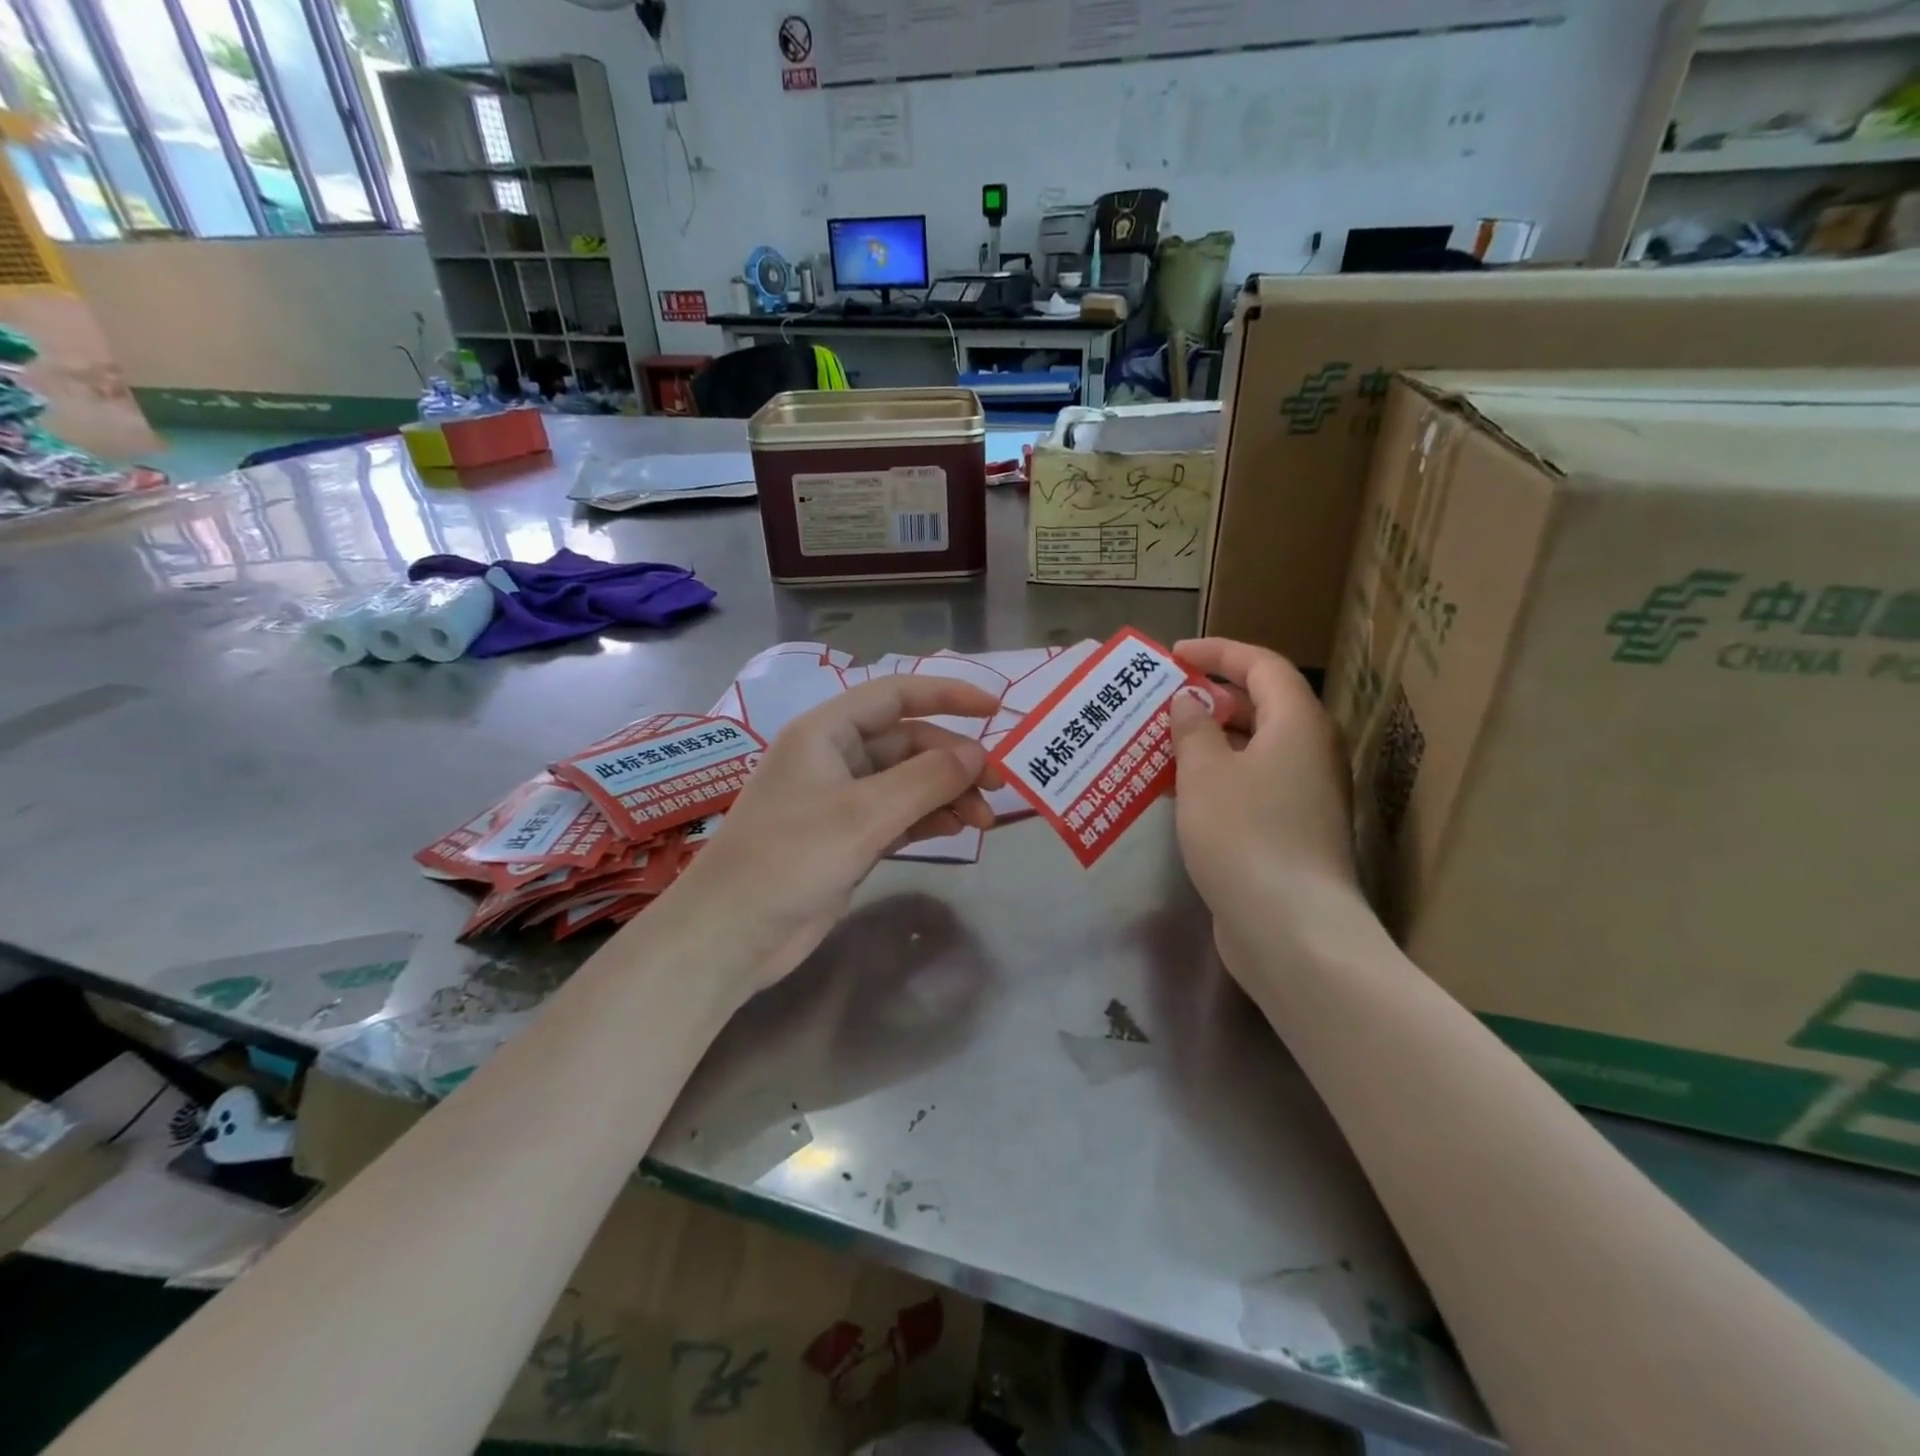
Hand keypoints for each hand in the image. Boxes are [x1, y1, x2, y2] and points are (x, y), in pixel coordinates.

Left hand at [669, 676, 1002, 990]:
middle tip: (998, 787)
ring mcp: (840, 800)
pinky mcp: (846, 838)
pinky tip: (957, 828)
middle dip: (953, 760)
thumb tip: (978, 754)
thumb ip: (926, 780)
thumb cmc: (790, 858)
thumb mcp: (864, 814)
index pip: (895, 695)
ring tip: (983, 818)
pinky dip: (928, 817)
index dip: (947, 695)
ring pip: (906, 781)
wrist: (732, 934)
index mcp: (825, 732)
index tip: (996, 708)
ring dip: (946, 792)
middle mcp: (833, 757)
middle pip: (907, 742)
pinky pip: (898, 814)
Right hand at [1168, 638, 1360, 972]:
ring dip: (1207, 742)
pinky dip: (1215, 778)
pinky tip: (1176, 792)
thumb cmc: (1245, 834)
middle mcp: (1310, 752)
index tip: (1174, 655)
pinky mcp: (1291, 831)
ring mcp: (1304, 795)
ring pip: (1252, 749)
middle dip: (1208, 698)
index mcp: (1298, 723)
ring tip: (1158, 743)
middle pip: (1260, 706)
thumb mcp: (1205, 772)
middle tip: (1160, 702)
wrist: (1291, 929)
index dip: (1218, 653)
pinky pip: (1250, 785)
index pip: (1262, 665)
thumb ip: (1193, 729)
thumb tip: (1190, 703)